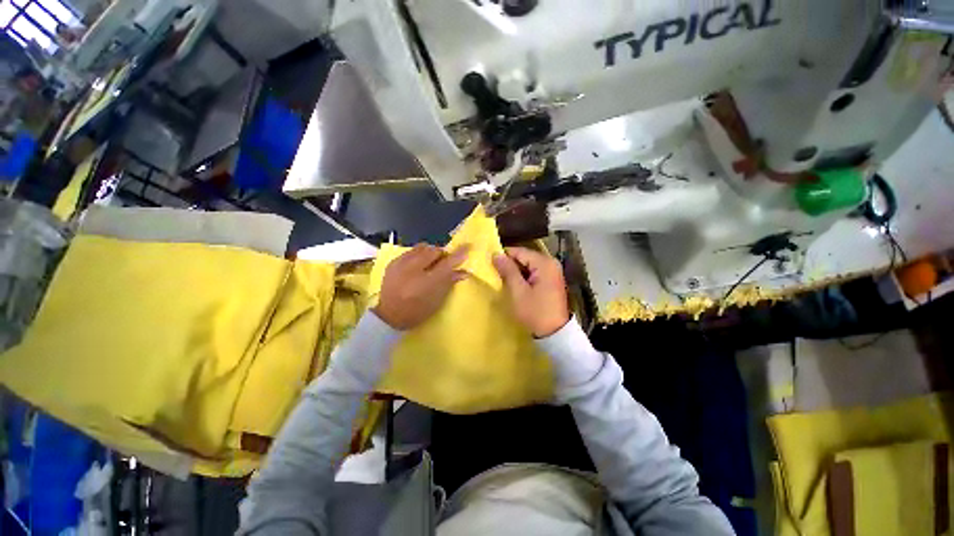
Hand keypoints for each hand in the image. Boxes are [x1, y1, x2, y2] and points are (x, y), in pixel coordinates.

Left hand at [374, 244, 468, 330]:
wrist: (388, 316)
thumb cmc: (416, 312)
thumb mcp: (436, 301)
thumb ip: (449, 283)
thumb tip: (464, 272)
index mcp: (426, 284)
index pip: (447, 264)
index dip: (459, 254)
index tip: (468, 246)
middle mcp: (413, 270)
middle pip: (435, 251)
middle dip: (442, 254)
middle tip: (444, 262)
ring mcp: (401, 264)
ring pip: (422, 247)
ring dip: (430, 252)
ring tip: (430, 262)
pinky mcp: (393, 262)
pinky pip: (411, 250)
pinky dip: (418, 254)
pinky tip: (417, 264)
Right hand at [493, 247, 569, 337]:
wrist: (555, 333)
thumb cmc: (535, 312)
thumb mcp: (518, 291)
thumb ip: (507, 270)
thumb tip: (496, 254)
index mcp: (544, 263)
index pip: (519, 251)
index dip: (503, 256)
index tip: (490, 263)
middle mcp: (551, 263)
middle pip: (525, 257)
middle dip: (510, 265)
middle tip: (496, 274)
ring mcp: (553, 271)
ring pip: (529, 265)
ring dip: (516, 272)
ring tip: (504, 281)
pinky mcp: (552, 280)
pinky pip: (534, 272)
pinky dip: (524, 277)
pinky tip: (516, 286)